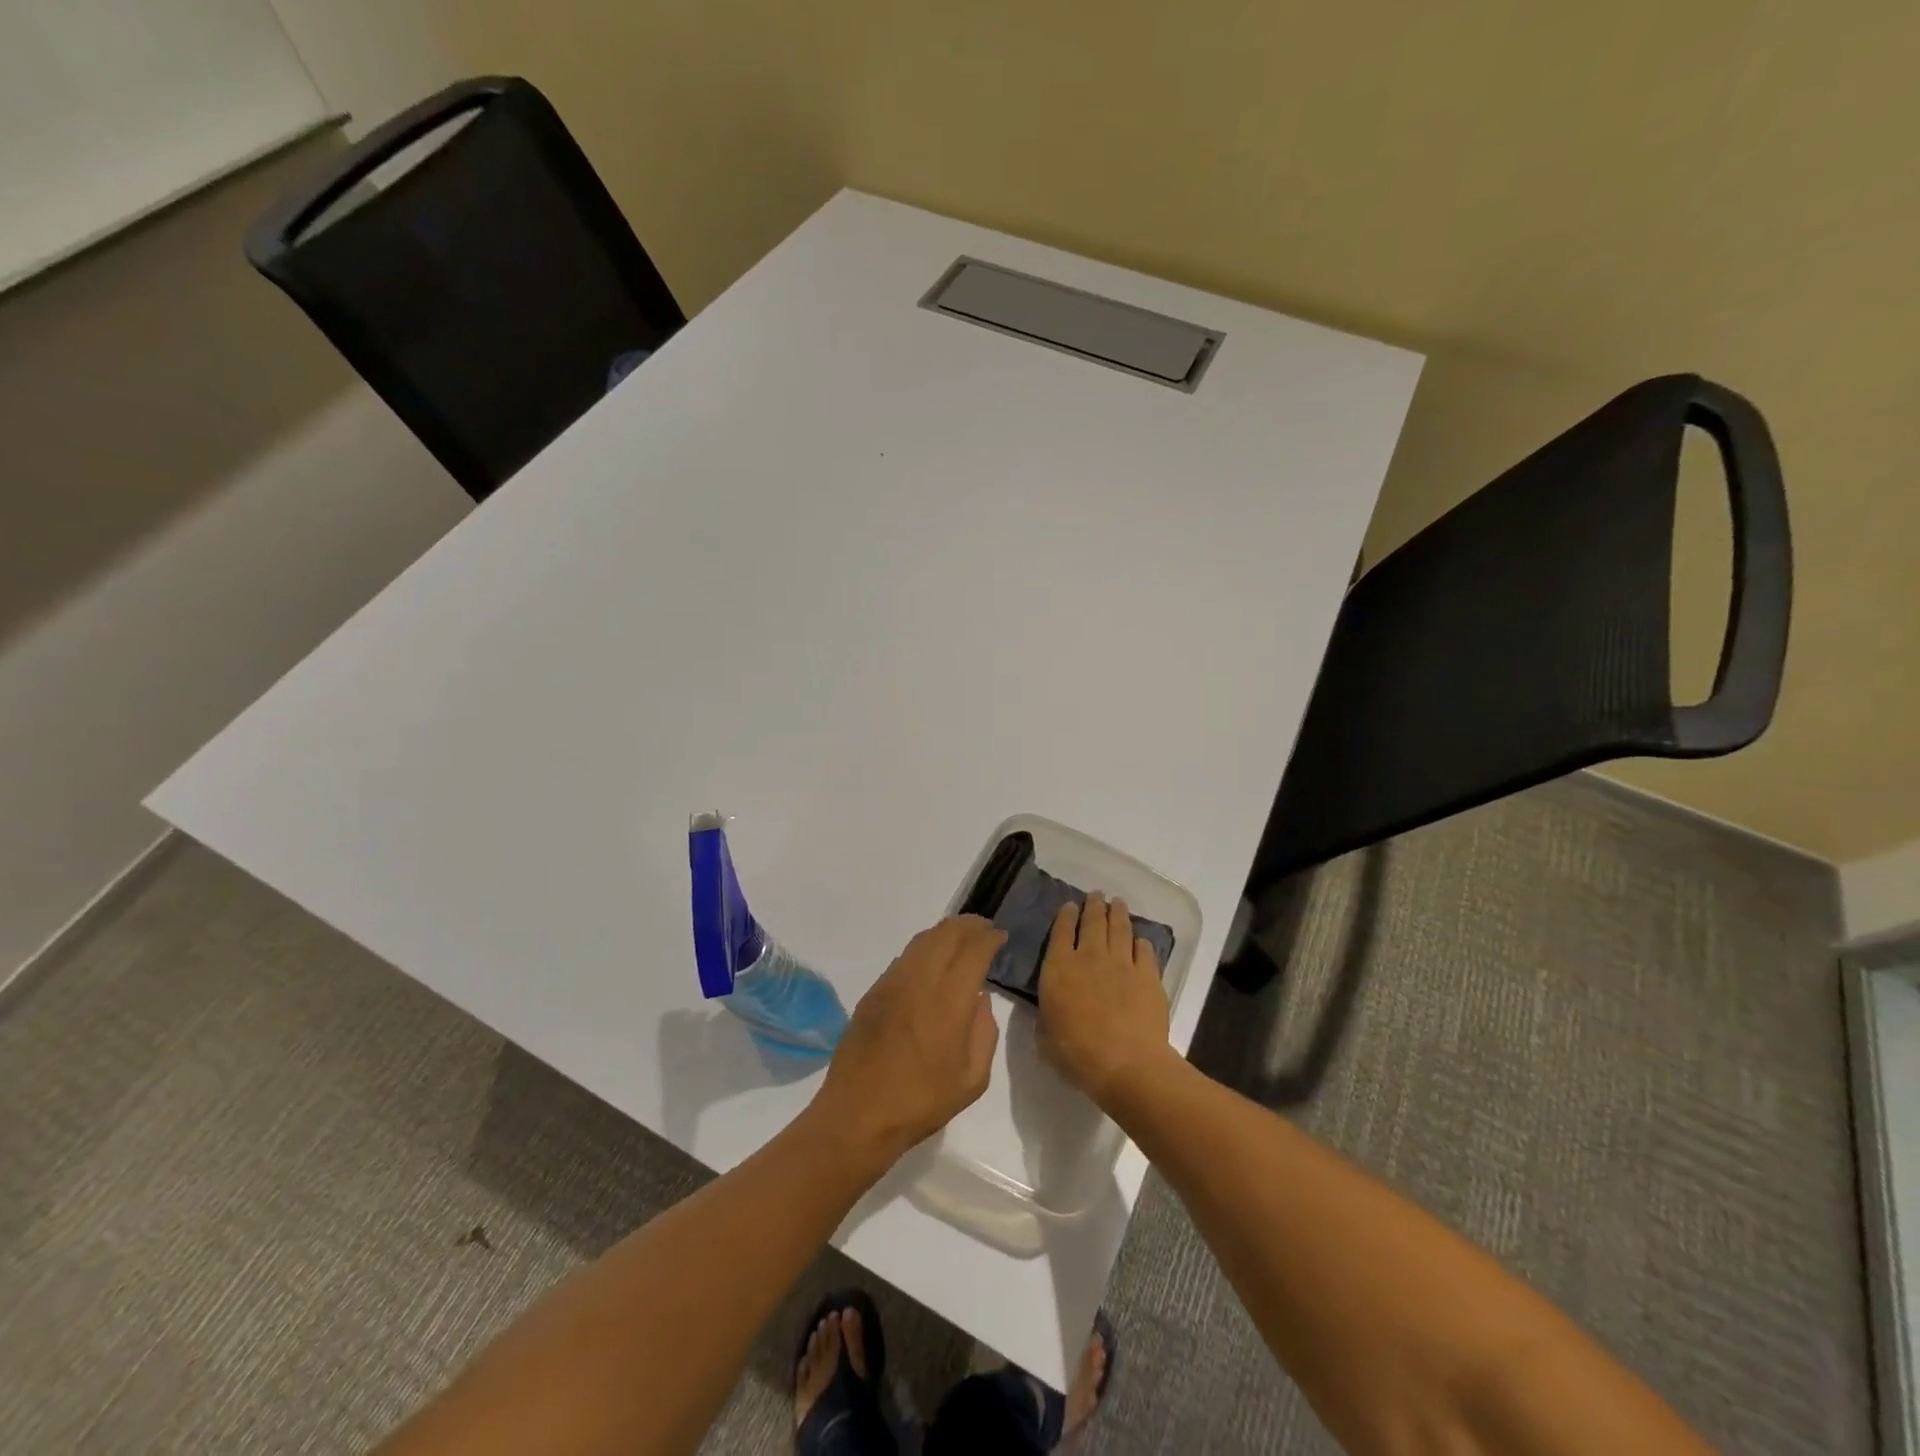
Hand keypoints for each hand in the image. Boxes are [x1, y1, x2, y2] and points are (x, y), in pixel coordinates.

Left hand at [813, 915, 1005, 1169]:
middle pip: (947, 933)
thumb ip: (984, 1033)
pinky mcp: (874, 991)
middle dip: (970, 925)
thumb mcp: (972, 1080)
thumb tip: (980, 999)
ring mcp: (892, 982)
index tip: (1000, 936)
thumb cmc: (921, 1102)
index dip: (990, 937)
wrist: (858, 1115)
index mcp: (949, 1000)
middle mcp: (920, 980)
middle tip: (985, 930)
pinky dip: (924, 948)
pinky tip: (932, 962)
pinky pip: (904, 957)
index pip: (974, 949)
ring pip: (923, 940)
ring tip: (961, 939)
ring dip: (946, 932)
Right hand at [1037, 894, 1171, 1107]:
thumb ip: (1046, 1018)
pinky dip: (1141, 942)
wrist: (1127, 1064)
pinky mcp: (1148, 975)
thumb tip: (1049, 1014)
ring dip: (1118, 913)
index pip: (1060, 931)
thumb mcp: (1045, 1038)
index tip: (1069, 905)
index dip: (1065, 915)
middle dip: (1093, 904)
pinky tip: (1141, 941)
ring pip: (1119, 928)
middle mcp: (1089, 956)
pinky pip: (1144, 950)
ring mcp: (1122, 963)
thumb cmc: (1077, 1054)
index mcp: (1058, 968)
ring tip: (1118, 903)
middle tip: (1097, 894)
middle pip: (1092, 921)